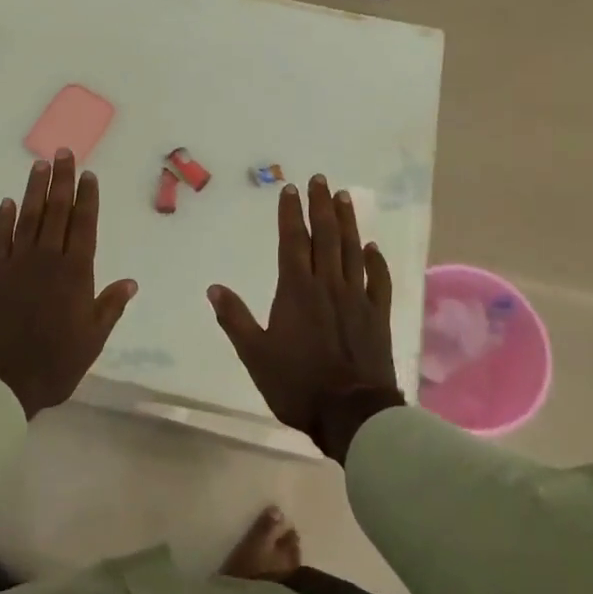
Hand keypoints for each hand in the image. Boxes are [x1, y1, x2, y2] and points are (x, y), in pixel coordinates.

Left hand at [0, 150, 136, 418]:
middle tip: (63, 152)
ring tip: (40, 165)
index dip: (87, 198)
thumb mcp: (92, 340)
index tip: (88, 174)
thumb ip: (110, 306)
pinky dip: (3, 219)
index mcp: (75, 274)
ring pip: (28, 217)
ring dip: (34, 190)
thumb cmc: (54, 364)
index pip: (84, 226)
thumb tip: (131, 281)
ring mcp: (16, 264)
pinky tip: (7, 202)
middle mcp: (47, 260)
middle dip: (62, 180)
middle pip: (56, 212)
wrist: (0, 380)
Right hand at [208, 175, 403, 461]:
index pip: (293, 242)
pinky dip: (375, 261)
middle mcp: (327, 286)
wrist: (352, 414)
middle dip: (321, 206)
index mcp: (296, 291)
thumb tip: (214, 288)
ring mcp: (357, 299)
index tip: (291, 190)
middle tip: (321, 180)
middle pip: (325, 237)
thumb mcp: (255, 354)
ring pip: (352, 251)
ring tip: (345, 197)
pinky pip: (378, 281)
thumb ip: (235, 319)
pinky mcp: (378, 316)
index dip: (291, 215)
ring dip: (348, 222)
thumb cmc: (297, 384)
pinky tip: (372, 246)